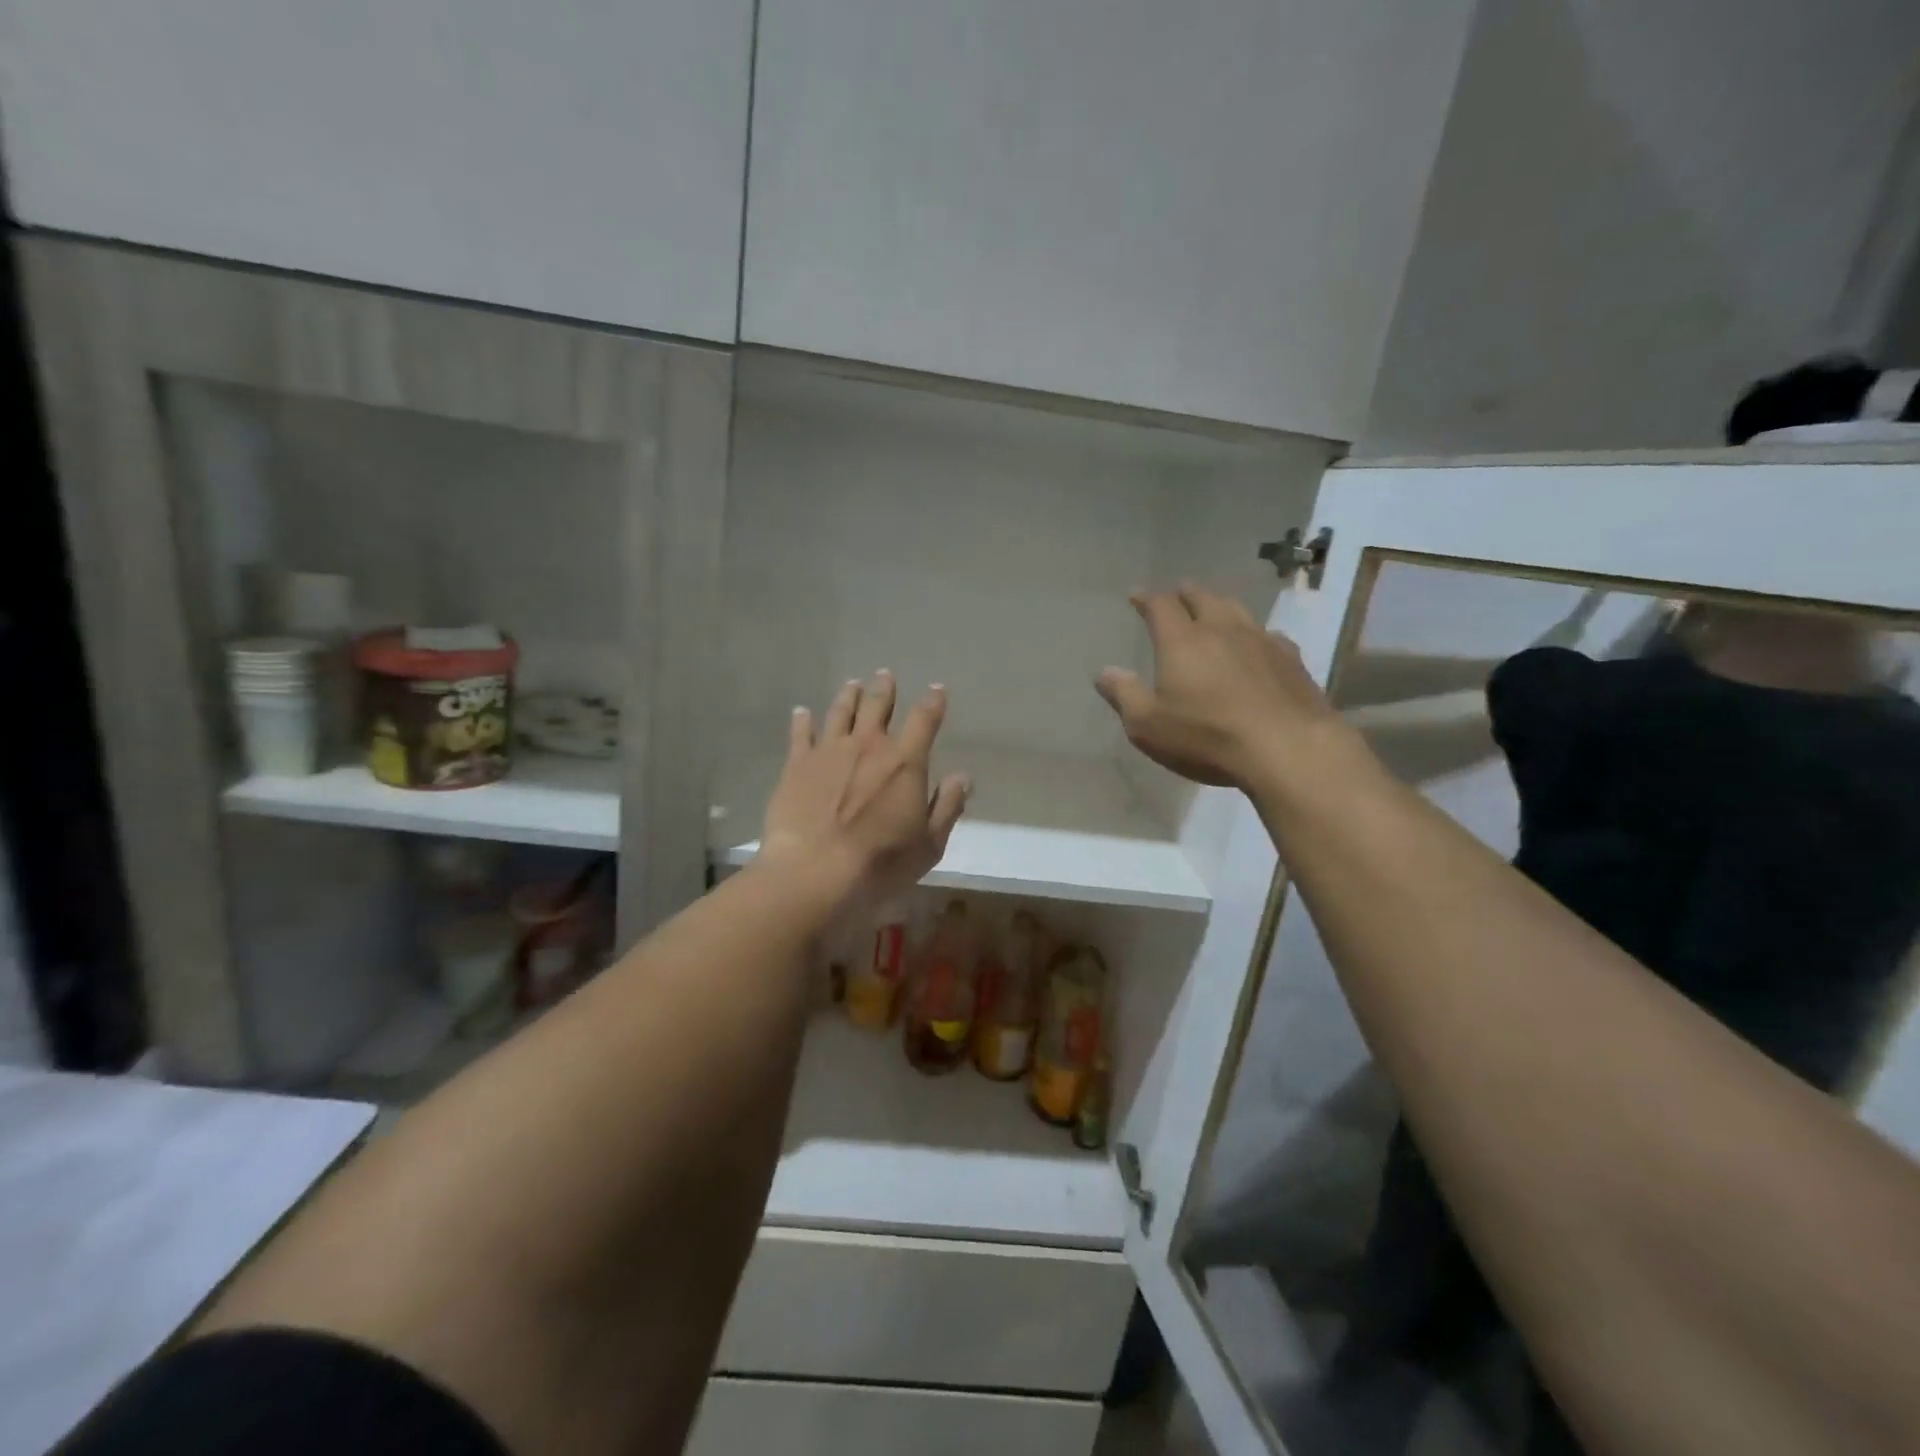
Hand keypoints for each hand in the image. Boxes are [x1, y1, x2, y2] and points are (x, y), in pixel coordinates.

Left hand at [760, 671, 970, 903]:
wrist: (815, 870)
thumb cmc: (880, 862)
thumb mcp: (929, 844)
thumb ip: (948, 806)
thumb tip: (963, 777)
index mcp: (905, 761)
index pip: (924, 720)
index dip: (933, 702)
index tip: (937, 689)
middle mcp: (868, 745)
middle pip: (878, 705)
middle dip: (884, 688)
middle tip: (885, 674)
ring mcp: (829, 751)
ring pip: (840, 712)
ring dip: (849, 696)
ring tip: (852, 684)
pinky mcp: (796, 765)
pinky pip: (800, 734)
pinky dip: (802, 720)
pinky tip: (801, 712)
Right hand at [1096, 586, 1337, 788]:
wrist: (1288, 748)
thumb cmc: (1207, 737)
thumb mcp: (1148, 725)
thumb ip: (1124, 695)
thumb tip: (1104, 672)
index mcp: (1182, 641)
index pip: (1161, 607)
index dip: (1146, 599)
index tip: (1136, 596)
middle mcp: (1221, 630)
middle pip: (1202, 599)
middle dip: (1186, 594)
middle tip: (1178, 592)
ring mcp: (1261, 641)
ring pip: (1237, 610)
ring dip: (1220, 605)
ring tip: (1214, 607)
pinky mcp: (1292, 659)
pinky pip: (1268, 634)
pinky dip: (1254, 633)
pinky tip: (1258, 643)